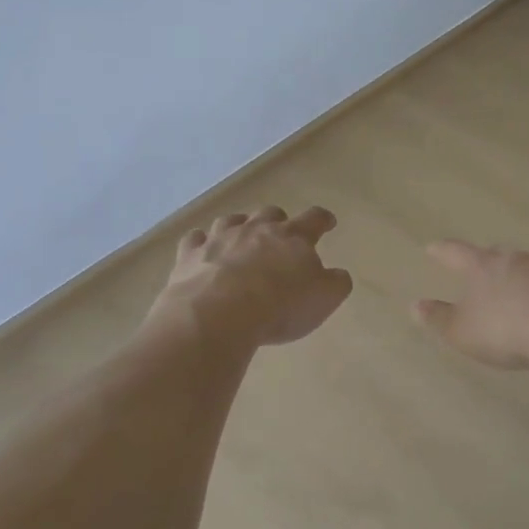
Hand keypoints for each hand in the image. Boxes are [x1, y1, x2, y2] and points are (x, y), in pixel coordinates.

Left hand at [147, 205, 352, 348]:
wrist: (219, 313)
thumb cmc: (279, 306)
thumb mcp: (323, 299)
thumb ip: (335, 283)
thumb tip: (338, 274)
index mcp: (292, 237)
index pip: (314, 219)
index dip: (322, 220)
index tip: (328, 222)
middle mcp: (256, 229)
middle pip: (270, 214)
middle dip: (277, 221)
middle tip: (280, 234)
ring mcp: (220, 238)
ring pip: (231, 221)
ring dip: (239, 227)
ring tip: (240, 238)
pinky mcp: (191, 254)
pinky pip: (195, 239)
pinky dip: (201, 243)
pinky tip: (201, 251)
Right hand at [412, 240, 528, 369]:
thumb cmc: (505, 330)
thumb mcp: (462, 331)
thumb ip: (439, 318)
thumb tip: (415, 306)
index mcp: (482, 266)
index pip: (456, 252)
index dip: (443, 251)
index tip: (433, 248)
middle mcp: (515, 258)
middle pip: (496, 255)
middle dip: (488, 262)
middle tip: (481, 269)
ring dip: (522, 276)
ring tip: (519, 291)